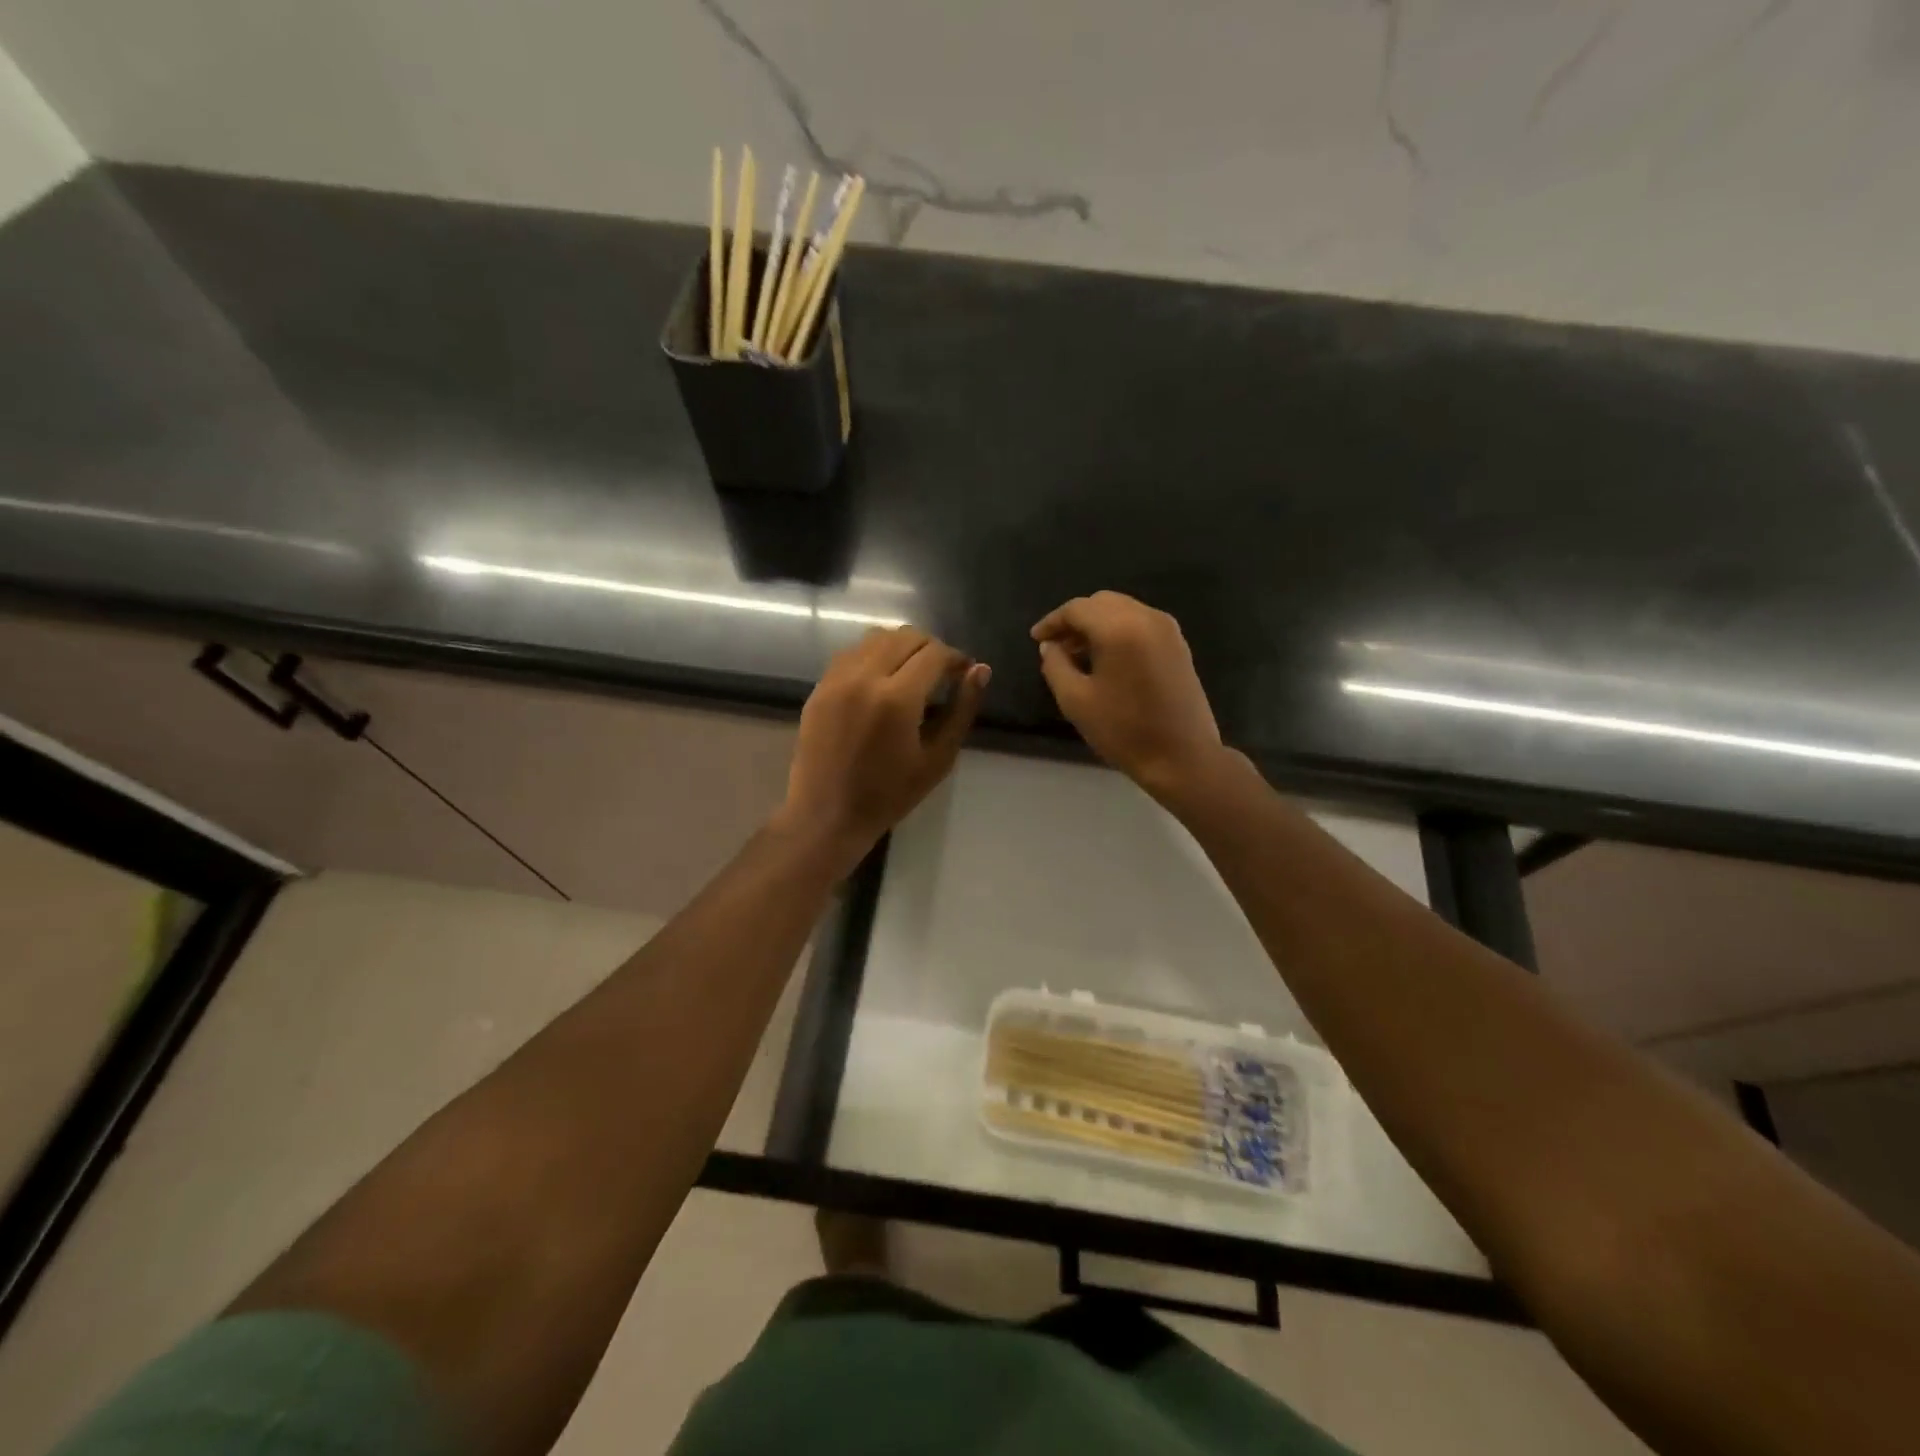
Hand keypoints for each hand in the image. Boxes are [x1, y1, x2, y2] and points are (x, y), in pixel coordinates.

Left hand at [778, 627, 989, 858]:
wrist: (827, 814)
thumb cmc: (890, 794)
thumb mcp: (938, 758)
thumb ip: (962, 710)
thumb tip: (980, 670)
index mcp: (897, 698)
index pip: (935, 653)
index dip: (956, 658)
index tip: (964, 672)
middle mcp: (864, 677)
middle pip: (906, 636)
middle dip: (931, 648)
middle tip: (942, 673)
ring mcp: (837, 679)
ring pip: (876, 637)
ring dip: (901, 646)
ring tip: (912, 673)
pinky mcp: (820, 686)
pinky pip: (852, 653)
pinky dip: (874, 655)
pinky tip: (882, 680)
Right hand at [1031, 592, 1222, 797]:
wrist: (1182, 757)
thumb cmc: (1123, 731)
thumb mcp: (1075, 700)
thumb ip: (1055, 665)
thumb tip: (1050, 645)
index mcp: (1119, 628)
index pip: (1077, 609)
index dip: (1052, 622)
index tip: (1036, 639)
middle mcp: (1146, 617)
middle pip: (1101, 602)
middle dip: (1075, 619)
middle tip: (1055, 645)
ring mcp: (1167, 629)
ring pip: (1122, 610)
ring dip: (1097, 624)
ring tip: (1077, 653)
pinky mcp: (1178, 644)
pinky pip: (1140, 623)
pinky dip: (1118, 630)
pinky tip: (1106, 658)